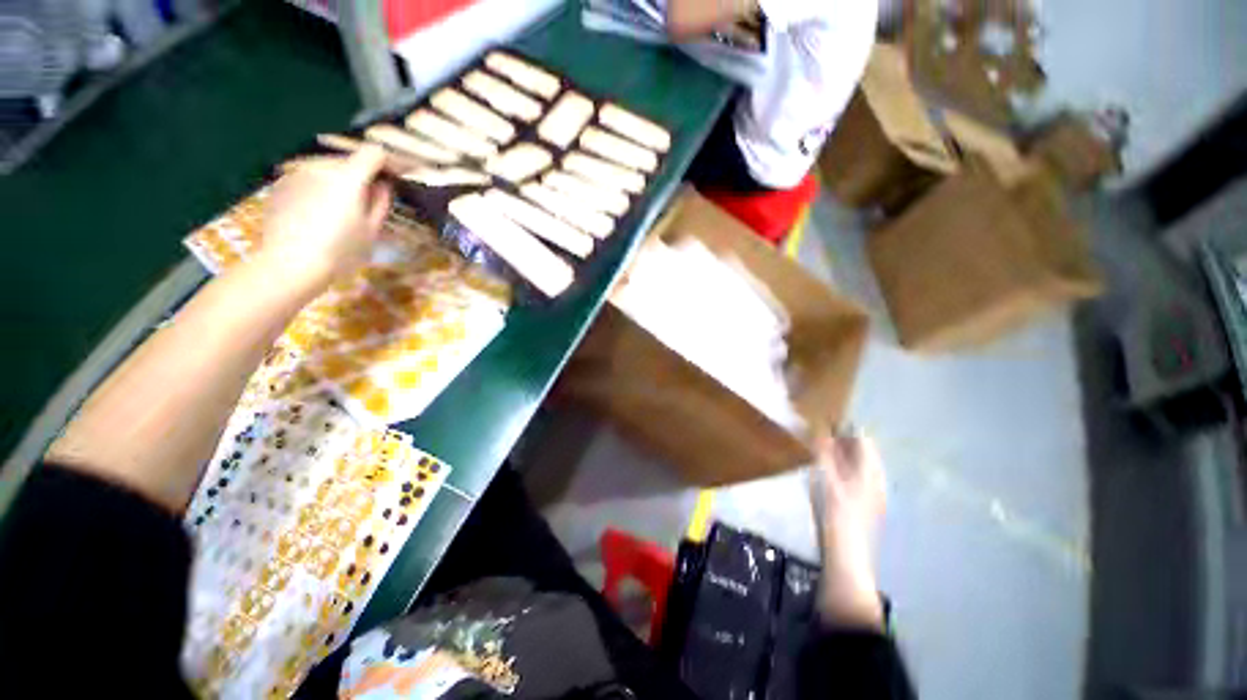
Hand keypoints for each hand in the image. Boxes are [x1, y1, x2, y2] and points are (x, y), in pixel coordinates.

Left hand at [258, 145, 392, 292]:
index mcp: (348, 178)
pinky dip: (318, 189)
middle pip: (349, 161)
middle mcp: (320, 167)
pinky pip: (307, 179)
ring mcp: (296, 173)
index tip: (396, 176)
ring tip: (340, 209)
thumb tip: (383, 186)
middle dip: (362, 176)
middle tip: (368, 200)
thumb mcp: (371, 231)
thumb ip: (380, 203)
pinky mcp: (280, 184)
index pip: (373, 153)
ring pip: (326, 170)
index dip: (388, 162)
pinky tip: (316, 213)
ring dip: (338, 182)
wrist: (290, 264)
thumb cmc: (340, 251)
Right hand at [809, 429, 886, 629]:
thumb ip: (823, 452)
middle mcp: (875, 480)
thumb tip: (819, 428)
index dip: (845, 427)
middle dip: (841, 440)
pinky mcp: (862, 506)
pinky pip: (852, 478)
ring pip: (856, 466)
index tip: (824, 420)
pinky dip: (839, 469)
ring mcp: (870, 494)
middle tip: (817, 433)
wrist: (845, 556)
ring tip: (818, 450)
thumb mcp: (826, 478)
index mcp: (871, 471)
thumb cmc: (836, 513)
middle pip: (861, 452)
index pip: (863, 439)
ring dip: (839, 455)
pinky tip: (825, 474)